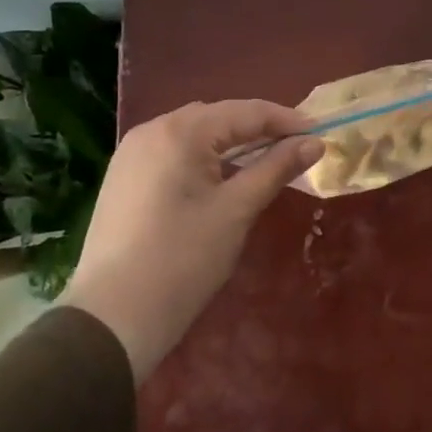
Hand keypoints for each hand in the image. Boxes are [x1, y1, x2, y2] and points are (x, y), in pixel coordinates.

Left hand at [59, 101, 322, 378]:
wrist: (111, 319)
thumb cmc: (183, 260)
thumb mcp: (237, 210)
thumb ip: (276, 168)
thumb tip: (314, 143)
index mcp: (180, 132)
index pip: (245, 112)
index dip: (286, 120)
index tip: (321, 133)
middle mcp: (152, 130)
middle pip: (218, 117)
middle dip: (258, 128)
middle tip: (296, 146)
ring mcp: (132, 154)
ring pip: (194, 134)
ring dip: (231, 141)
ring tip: (265, 159)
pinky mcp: (124, 178)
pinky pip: (174, 152)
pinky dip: (204, 156)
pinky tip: (223, 176)